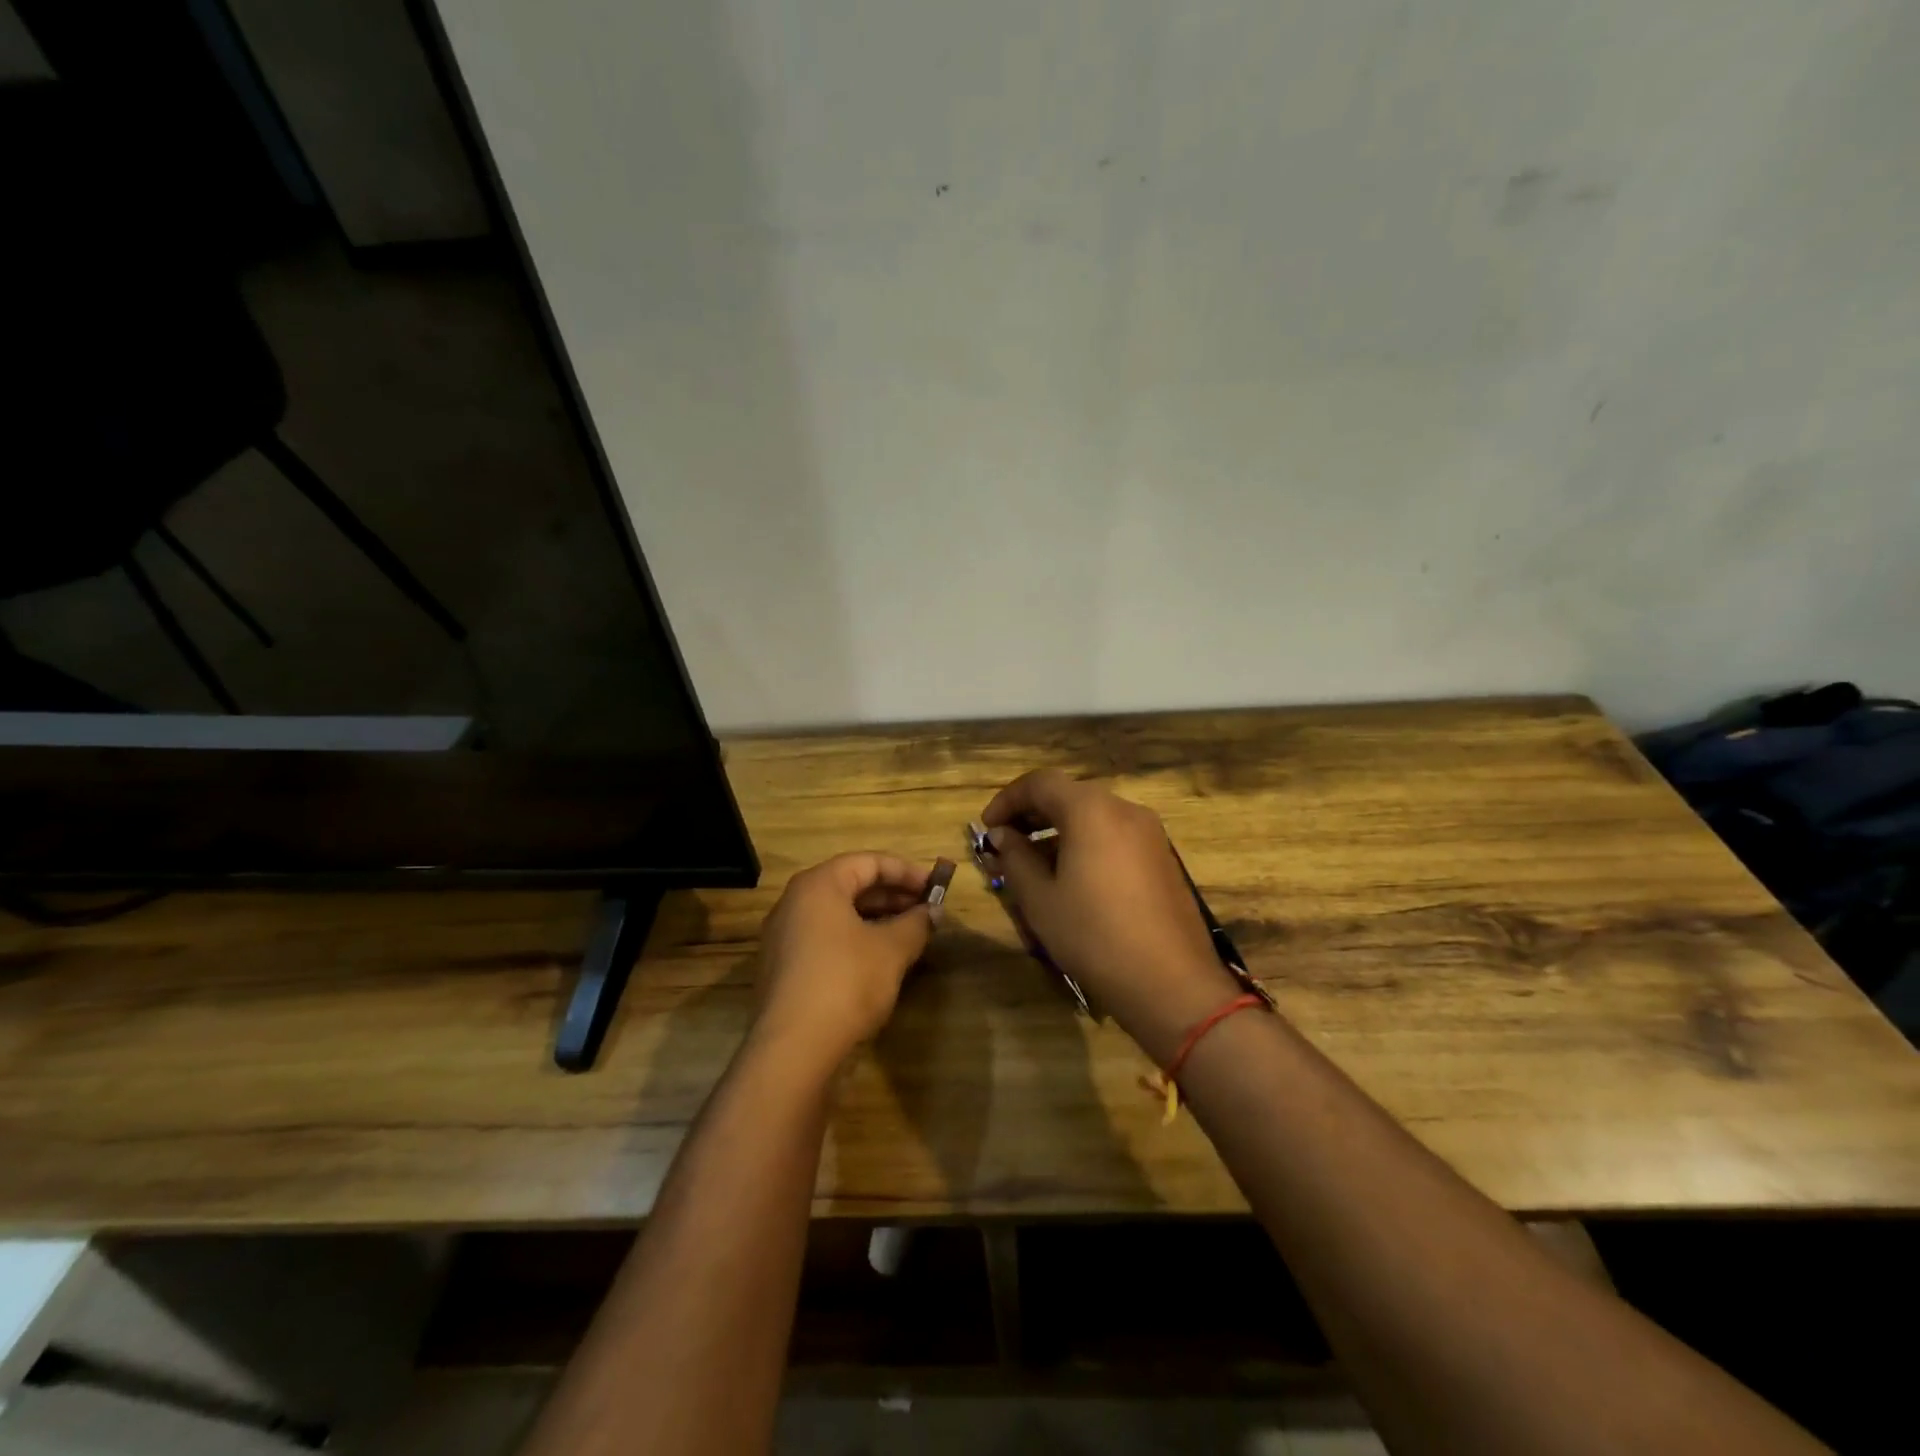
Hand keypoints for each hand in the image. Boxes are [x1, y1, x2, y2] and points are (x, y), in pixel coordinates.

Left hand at [750, 852, 940, 1073]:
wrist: (793, 1049)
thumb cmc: (846, 982)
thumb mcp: (892, 950)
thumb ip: (916, 924)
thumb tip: (933, 912)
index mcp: (818, 885)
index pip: (868, 862)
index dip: (906, 871)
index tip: (935, 887)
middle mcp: (794, 902)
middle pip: (850, 885)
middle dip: (892, 896)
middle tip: (926, 911)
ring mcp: (783, 936)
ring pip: (837, 914)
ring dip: (876, 919)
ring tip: (909, 935)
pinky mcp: (783, 968)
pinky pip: (825, 939)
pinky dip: (855, 940)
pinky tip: (880, 961)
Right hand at [981, 771, 1240, 1061]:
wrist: (1171, 982)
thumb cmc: (1094, 935)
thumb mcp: (1040, 899)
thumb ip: (1015, 857)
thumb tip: (1002, 835)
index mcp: (1091, 810)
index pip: (1040, 783)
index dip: (1007, 799)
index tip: (987, 828)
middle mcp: (1124, 809)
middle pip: (1069, 795)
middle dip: (1032, 815)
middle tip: (1006, 845)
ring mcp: (1150, 833)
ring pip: (1093, 816)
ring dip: (1059, 831)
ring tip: (1034, 865)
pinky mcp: (1163, 857)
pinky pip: (1115, 836)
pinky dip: (1086, 843)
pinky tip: (1072, 879)